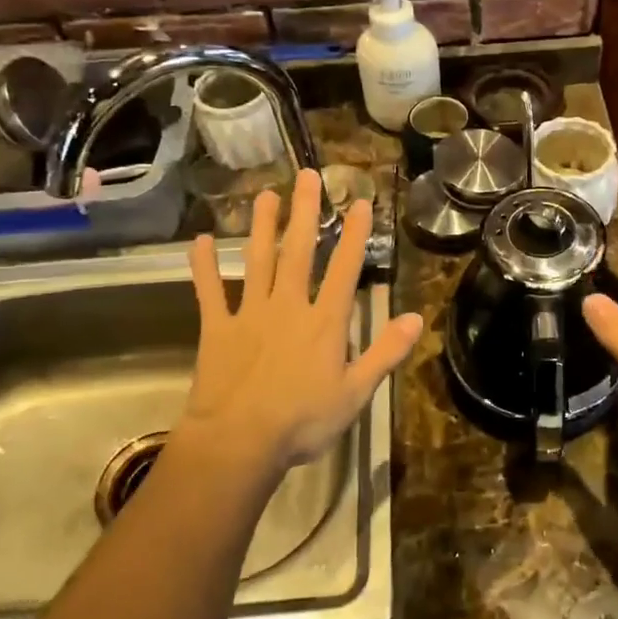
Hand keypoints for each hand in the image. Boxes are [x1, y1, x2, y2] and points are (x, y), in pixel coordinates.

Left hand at [178, 169, 422, 475]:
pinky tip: (200, 242)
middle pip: (298, 252)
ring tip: (265, 195)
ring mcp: (249, 314)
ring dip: (262, 227)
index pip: (344, 269)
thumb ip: (386, 352)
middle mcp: (288, 306)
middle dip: (305, 212)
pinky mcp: (217, 329)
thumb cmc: (302, 421)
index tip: (359, 202)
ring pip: (257, 261)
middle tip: (307, 176)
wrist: (239, 442)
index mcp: (324, 322)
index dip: (354, 234)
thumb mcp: (356, 393)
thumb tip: (417, 318)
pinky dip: (204, 267)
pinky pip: (209, 292)